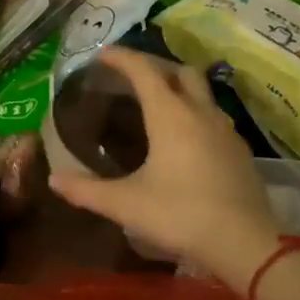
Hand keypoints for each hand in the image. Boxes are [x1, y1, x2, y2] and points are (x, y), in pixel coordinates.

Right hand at [48, 48, 281, 288]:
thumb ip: (86, 190)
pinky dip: (193, 112)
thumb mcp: (125, 204)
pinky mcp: (239, 151)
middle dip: (154, 66)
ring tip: (155, 103)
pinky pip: (212, 116)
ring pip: (201, 93)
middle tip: (130, 76)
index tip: (101, 54)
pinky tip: (183, 137)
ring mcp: (225, 131)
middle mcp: (200, 113)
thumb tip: (53, 178)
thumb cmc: (180, 215)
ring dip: (178, 87)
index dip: (121, 58)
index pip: (144, 71)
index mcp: (170, 116)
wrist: (247, 245)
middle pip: (180, 72)